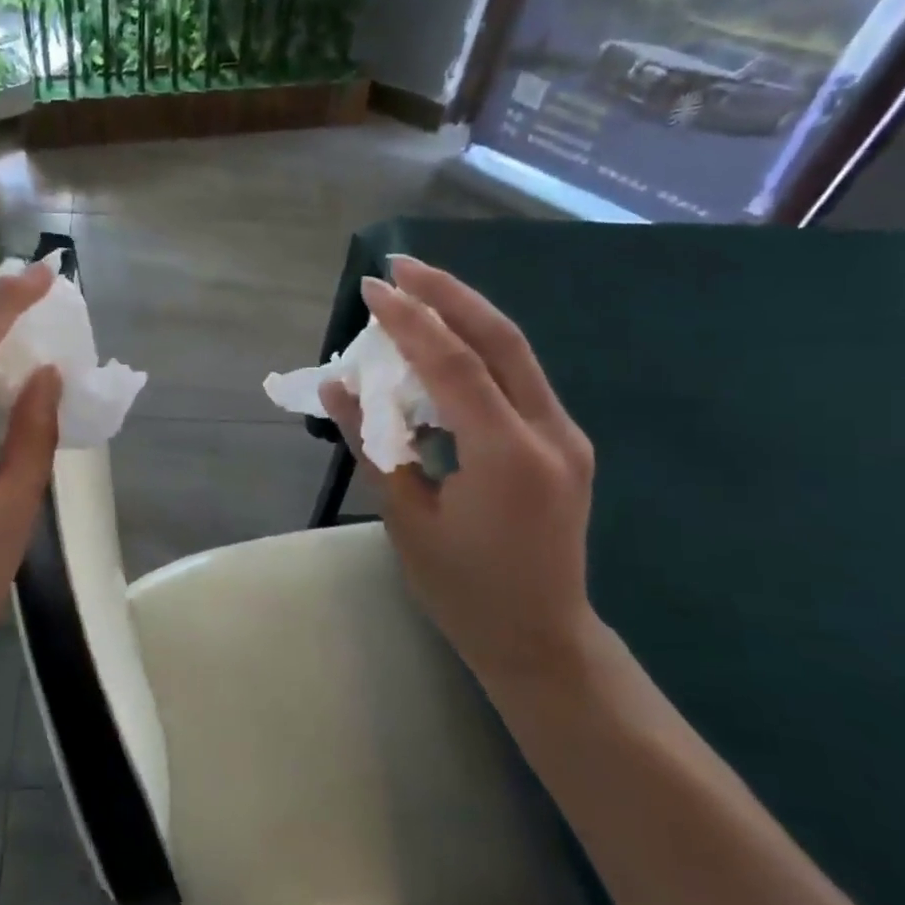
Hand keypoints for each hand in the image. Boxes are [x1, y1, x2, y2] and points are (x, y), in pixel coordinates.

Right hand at [320, 255, 600, 693]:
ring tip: (417, 291)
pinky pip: (518, 379)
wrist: (541, 639)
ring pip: (516, 352)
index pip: (455, 365)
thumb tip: (339, 386)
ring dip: (465, 314)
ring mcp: (565, 436)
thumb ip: (374, 444)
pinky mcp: (563, 442)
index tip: (372, 288)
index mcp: (509, 457)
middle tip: (400, 265)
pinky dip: (478, 350)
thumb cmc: (464, 591)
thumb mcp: (406, 519)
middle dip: (448, 294)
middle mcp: (550, 434)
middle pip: (500, 339)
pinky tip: (444, 343)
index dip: (411, 321)